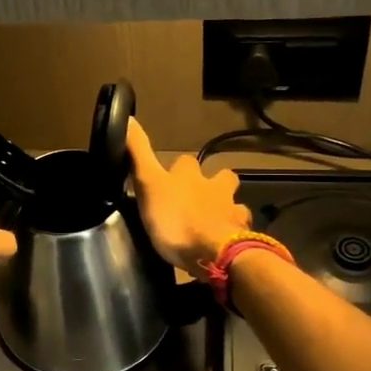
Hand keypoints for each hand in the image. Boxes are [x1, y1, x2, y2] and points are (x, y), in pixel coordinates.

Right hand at [125, 117, 251, 275]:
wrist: (212, 253)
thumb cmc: (175, 218)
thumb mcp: (148, 183)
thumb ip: (138, 153)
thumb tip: (128, 117)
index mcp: (191, 176)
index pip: (185, 161)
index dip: (179, 167)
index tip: (170, 176)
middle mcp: (216, 188)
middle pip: (223, 177)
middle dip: (216, 182)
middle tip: (202, 196)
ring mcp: (232, 213)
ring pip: (236, 204)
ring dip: (228, 209)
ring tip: (216, 222)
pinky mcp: (241, 237)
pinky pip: (241, 233)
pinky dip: (234, 235)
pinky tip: (227, 243)